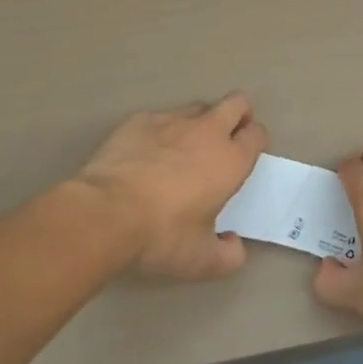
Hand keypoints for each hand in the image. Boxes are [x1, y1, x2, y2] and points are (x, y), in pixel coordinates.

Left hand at [73, 93, 267, 279]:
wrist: (104, 214)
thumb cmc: (161, 236)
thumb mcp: (202, 261)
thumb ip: (229, 255)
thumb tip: (234, 245)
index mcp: (230, 160)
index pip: (257, 134)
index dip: (256, 140)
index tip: (247, 154)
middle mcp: (207, 131)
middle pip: (237, 102)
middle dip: (239, 114)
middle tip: (227, 137)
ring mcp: (171, 121)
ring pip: (198, 107)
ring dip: (200, 122)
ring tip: (184, 148)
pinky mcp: (139, 120)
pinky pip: (160, 118)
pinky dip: (161, 132)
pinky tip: (146, 154)